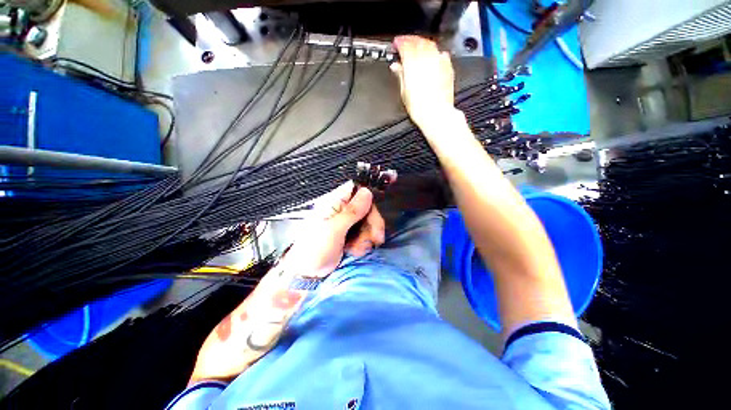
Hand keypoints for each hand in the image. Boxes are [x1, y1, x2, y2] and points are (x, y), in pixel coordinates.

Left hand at [282, 180, 385, 277]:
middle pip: (367, 207)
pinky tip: (356, 252)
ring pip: (369, 222)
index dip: (368, 198)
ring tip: (357, 250)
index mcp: (333, 203)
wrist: (309, 275)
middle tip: (375, 239)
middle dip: (372, 224)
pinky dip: (364, 243)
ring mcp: (347, 223)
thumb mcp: (333, 230)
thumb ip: (352, 212)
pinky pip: (366, 233)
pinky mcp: (351, 234)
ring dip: (368, 237)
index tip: (374, 213)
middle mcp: (342, 210)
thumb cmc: (315, 250)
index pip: (356, 190)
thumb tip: (367, 191)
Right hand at [391, 35, 455, 129]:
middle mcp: (427, 58)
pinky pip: (441, 53)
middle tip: (405, 43)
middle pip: (418, 41)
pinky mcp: (448, 67)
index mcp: (413, 63)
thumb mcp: (404, 92)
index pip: (405, 45)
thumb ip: (400, 75)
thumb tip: (396, 67)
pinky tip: (432, 57)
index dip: (400, 42)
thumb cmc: (420, 107)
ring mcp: (439, 61)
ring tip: (417, 47)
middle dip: (410, 40)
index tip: (396, 44)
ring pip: (430, 44)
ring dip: (422, 43)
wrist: (436, 114)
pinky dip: (435, 52)